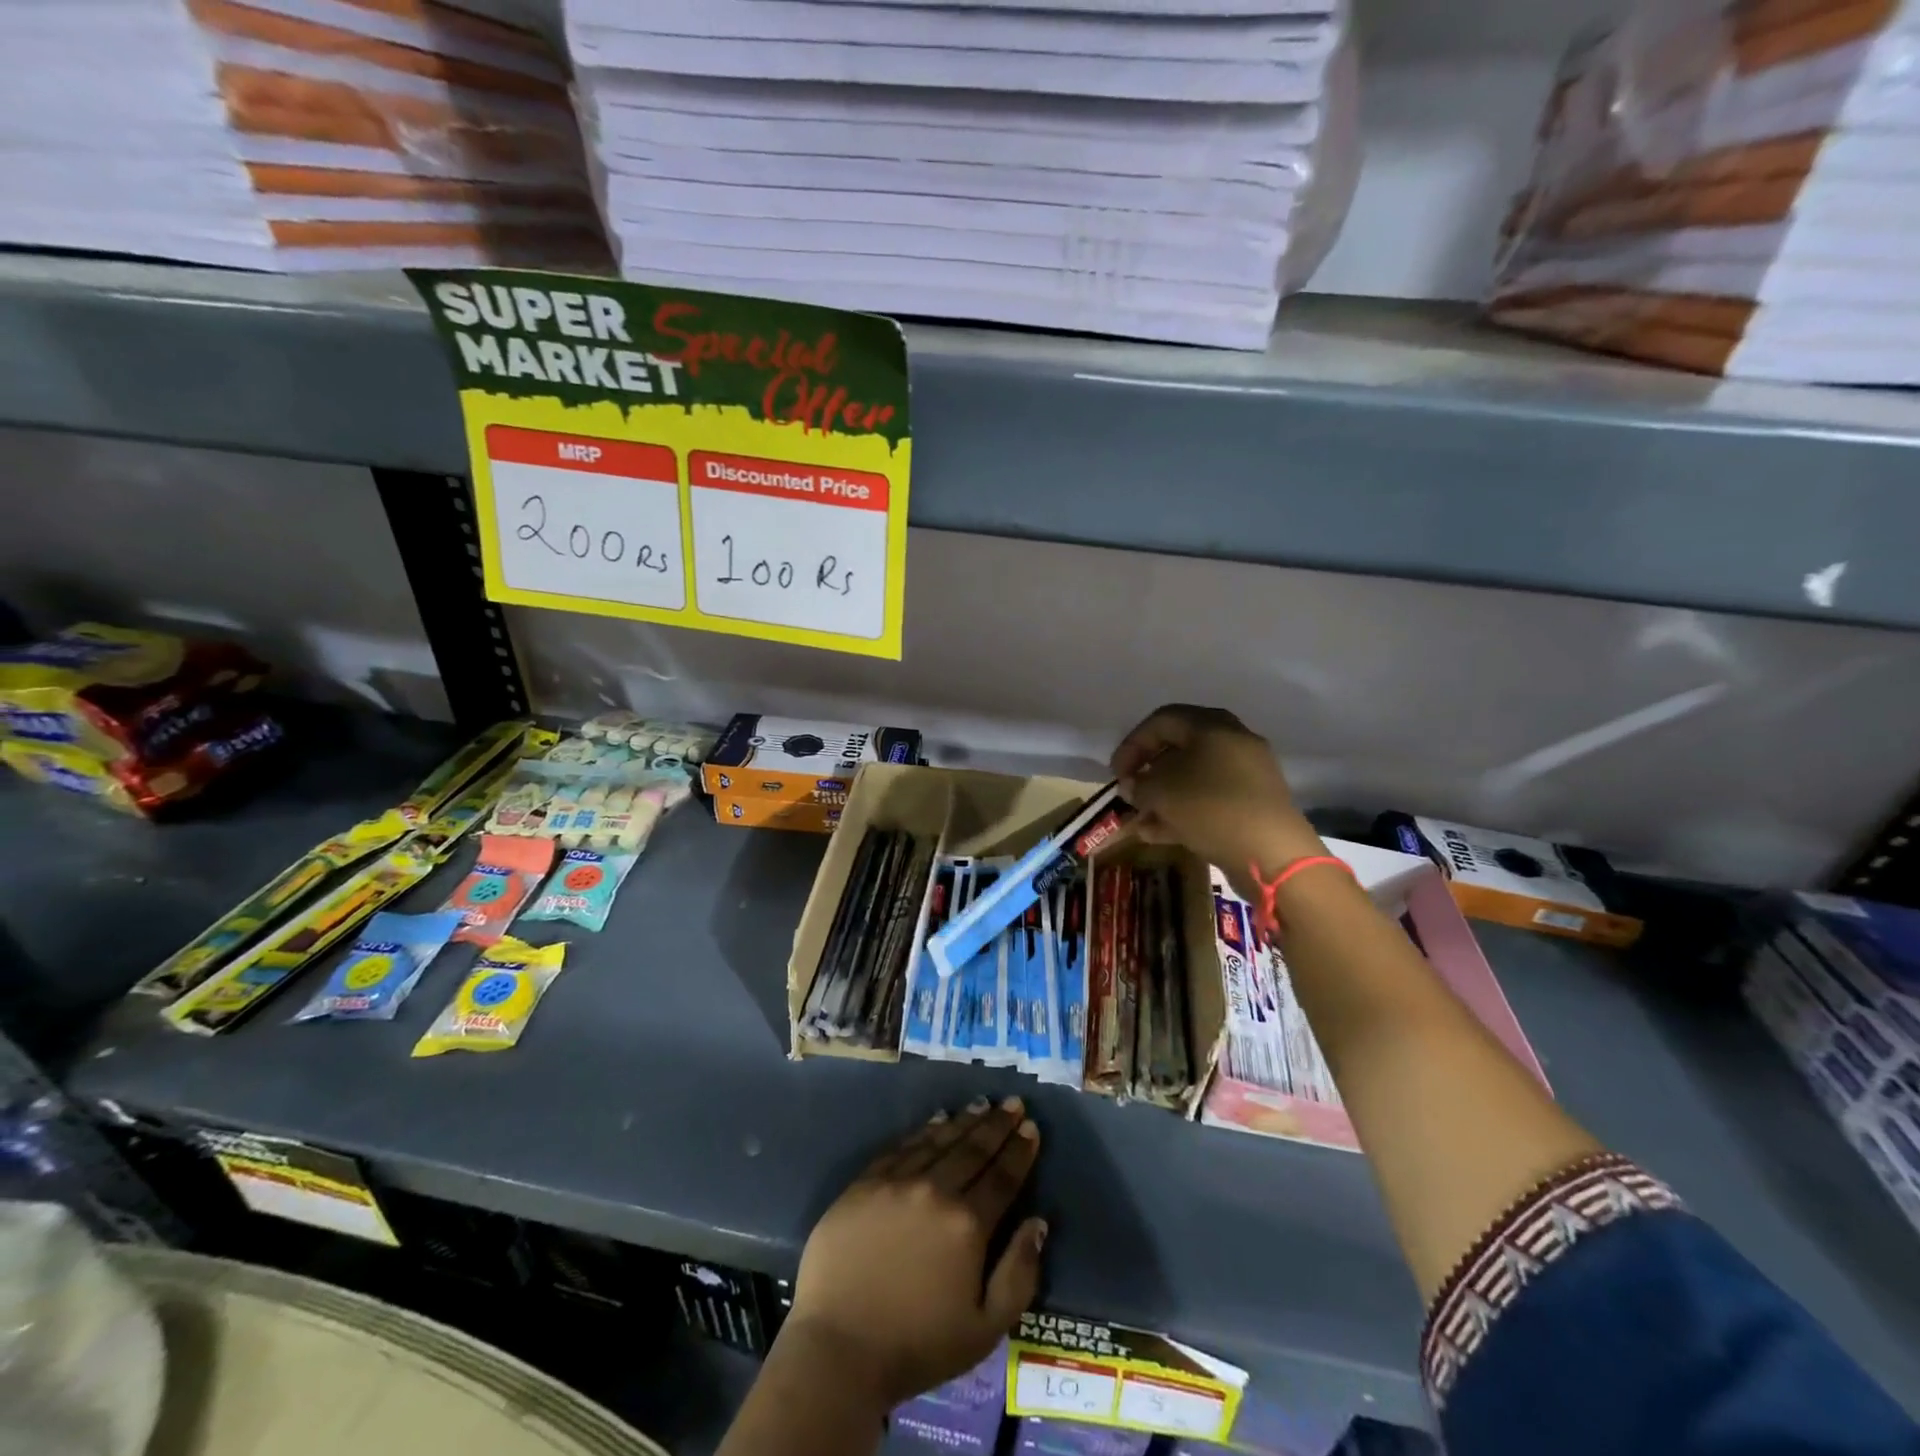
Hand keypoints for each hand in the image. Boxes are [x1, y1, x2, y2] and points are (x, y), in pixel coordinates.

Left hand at [783, 1096, 1047, 1409]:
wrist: (838, 1349)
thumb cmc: (917, 1346)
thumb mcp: (984, 1329)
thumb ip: (1019, 1275)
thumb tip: (1038, 1223)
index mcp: (968, 1225)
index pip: (1002, 1177)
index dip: (1020, 1151)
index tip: (1032, 1127)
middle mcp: (935, 1191)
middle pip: (973, 1149)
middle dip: (997, 1125)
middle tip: (1014, 1103)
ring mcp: (897, 1182)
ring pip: (939, 1141)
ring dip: (964, 1121)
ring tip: (983, 1104)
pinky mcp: (865, 1183)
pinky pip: (902, 1147)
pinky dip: (924, 1131)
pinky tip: (937, 1120)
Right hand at [1110, 705, 1322, 883]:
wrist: (1272, 853)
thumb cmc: (1211, 808)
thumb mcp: (1161, 792)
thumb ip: (1139, 784)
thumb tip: (1134, 786)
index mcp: (1212, 726)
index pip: (1162, 721)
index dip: (1132, 744)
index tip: (1117, 773)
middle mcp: (1233, 741)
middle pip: (1180, 748)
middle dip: (1149, 771)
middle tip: (1131, 791)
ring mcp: (1247, 774)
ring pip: (1194, 777)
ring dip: (1163, 796)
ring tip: (1140, 819)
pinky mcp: (1253, 804)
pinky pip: (1210, 799)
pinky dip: (1184, 811)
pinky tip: (1159, 834)